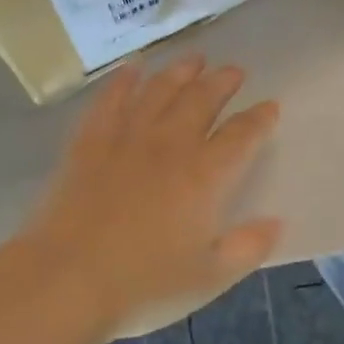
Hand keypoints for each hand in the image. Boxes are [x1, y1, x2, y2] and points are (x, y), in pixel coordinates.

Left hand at [20, 54, 282, 340]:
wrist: (65, 279)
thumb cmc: (143, 284)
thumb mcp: (209, 277)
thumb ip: (248, 246)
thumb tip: (278, 221)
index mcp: (205, 176)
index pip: (242, 135)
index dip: (259, 119)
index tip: (270, 106)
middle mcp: (170, 145)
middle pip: (202, 100)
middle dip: (222, 82)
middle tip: (234, 71)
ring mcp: (127, 137)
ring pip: (160, 90)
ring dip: (180, 71)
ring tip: (195, 58)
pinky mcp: (89, 141)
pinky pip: (110, 99)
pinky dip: (123, 80)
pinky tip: (133, 68)